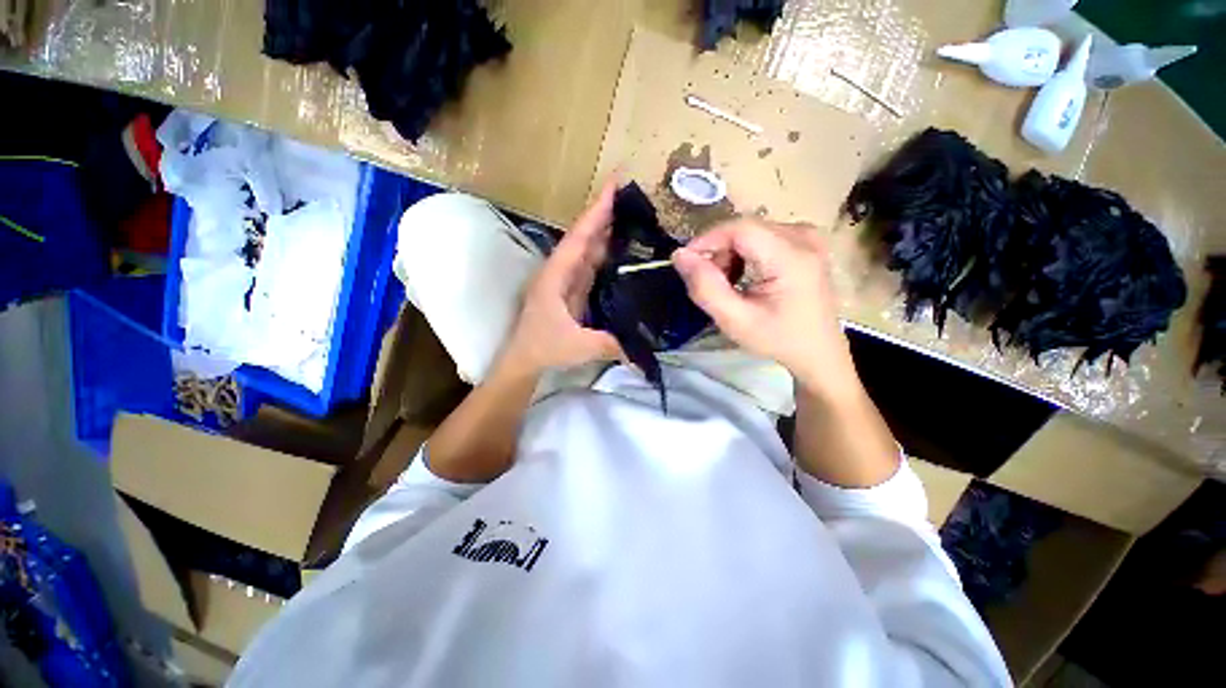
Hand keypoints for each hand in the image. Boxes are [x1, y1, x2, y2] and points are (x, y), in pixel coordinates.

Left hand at [497, 179, 625, 377]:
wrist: (524, 361)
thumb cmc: (544, 348)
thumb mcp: (578, 347)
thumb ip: (609, 344)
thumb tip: (641, 347)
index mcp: (556, 276)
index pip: (579, 237)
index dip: (596, 211)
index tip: (614, 185)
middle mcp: (560, 272)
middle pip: (583, 237)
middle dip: (604, 213)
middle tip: (630, 195)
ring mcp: (566, 281)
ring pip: (587, 250)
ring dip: (605, 231)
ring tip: (629, 215)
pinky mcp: (572, 291)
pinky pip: (590, 266)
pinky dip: (604, 254)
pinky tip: (619, 250)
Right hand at [671, 218, 856, 395]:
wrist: (817, 350)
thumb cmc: (777, 339)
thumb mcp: (735, 321)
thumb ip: (705, 288)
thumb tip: (680, 255)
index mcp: (792, 257)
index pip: (740, 228)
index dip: (707, 240)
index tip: (687, 264)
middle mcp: (804, 236)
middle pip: (744, 229)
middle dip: (718, 253)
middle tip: (712, 284)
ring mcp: (807, 236)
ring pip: (750, 232)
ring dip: (730, 255)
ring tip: (729, 285)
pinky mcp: (805, 240)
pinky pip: (761, 236)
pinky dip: (744, 255)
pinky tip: (745, 278)